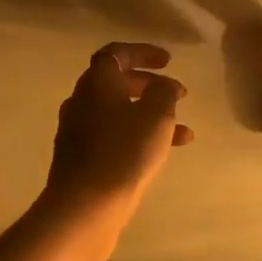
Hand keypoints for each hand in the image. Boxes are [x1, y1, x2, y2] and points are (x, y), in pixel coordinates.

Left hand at [43, 42, 192, 251]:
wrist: (84, 208)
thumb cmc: (123, 153)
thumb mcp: (156, 116)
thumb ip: (163, 93)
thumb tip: (162, 86)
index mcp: (96, 83)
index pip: (116, 54)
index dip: (143, 52)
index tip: (168, 61)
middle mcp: (82, 102)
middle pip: (117, 83)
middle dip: (150, 85)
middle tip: (178, 93)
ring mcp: (78, 132)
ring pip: (119, 113)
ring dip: (150, 116)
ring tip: (183, 132)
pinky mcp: (81, 159)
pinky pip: (114, 137)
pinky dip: (138, 137)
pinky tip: (163, 155)